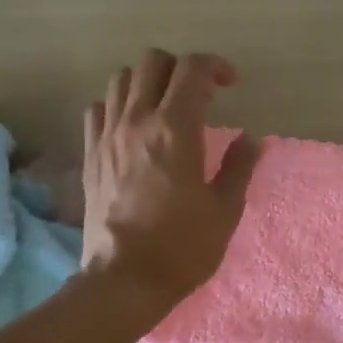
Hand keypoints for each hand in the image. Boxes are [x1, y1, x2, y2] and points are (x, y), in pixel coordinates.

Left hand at [81, 49, 259, 310]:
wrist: (124, 280)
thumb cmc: (183, 246)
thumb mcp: (225, 209)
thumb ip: (239, 166)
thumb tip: (252, 138)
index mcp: (176, 130)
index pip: (192, 70)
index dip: (216, 66)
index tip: (231, 83)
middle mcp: (137, 121)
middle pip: (153, 62)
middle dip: (181, 67)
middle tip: (200, 92)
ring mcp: (107, 136)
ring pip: (121, 78)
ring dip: (148, 82)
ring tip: (165, 106)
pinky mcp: (90, 155)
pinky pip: (98, 108)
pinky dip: (118, 105)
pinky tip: (133, 127)